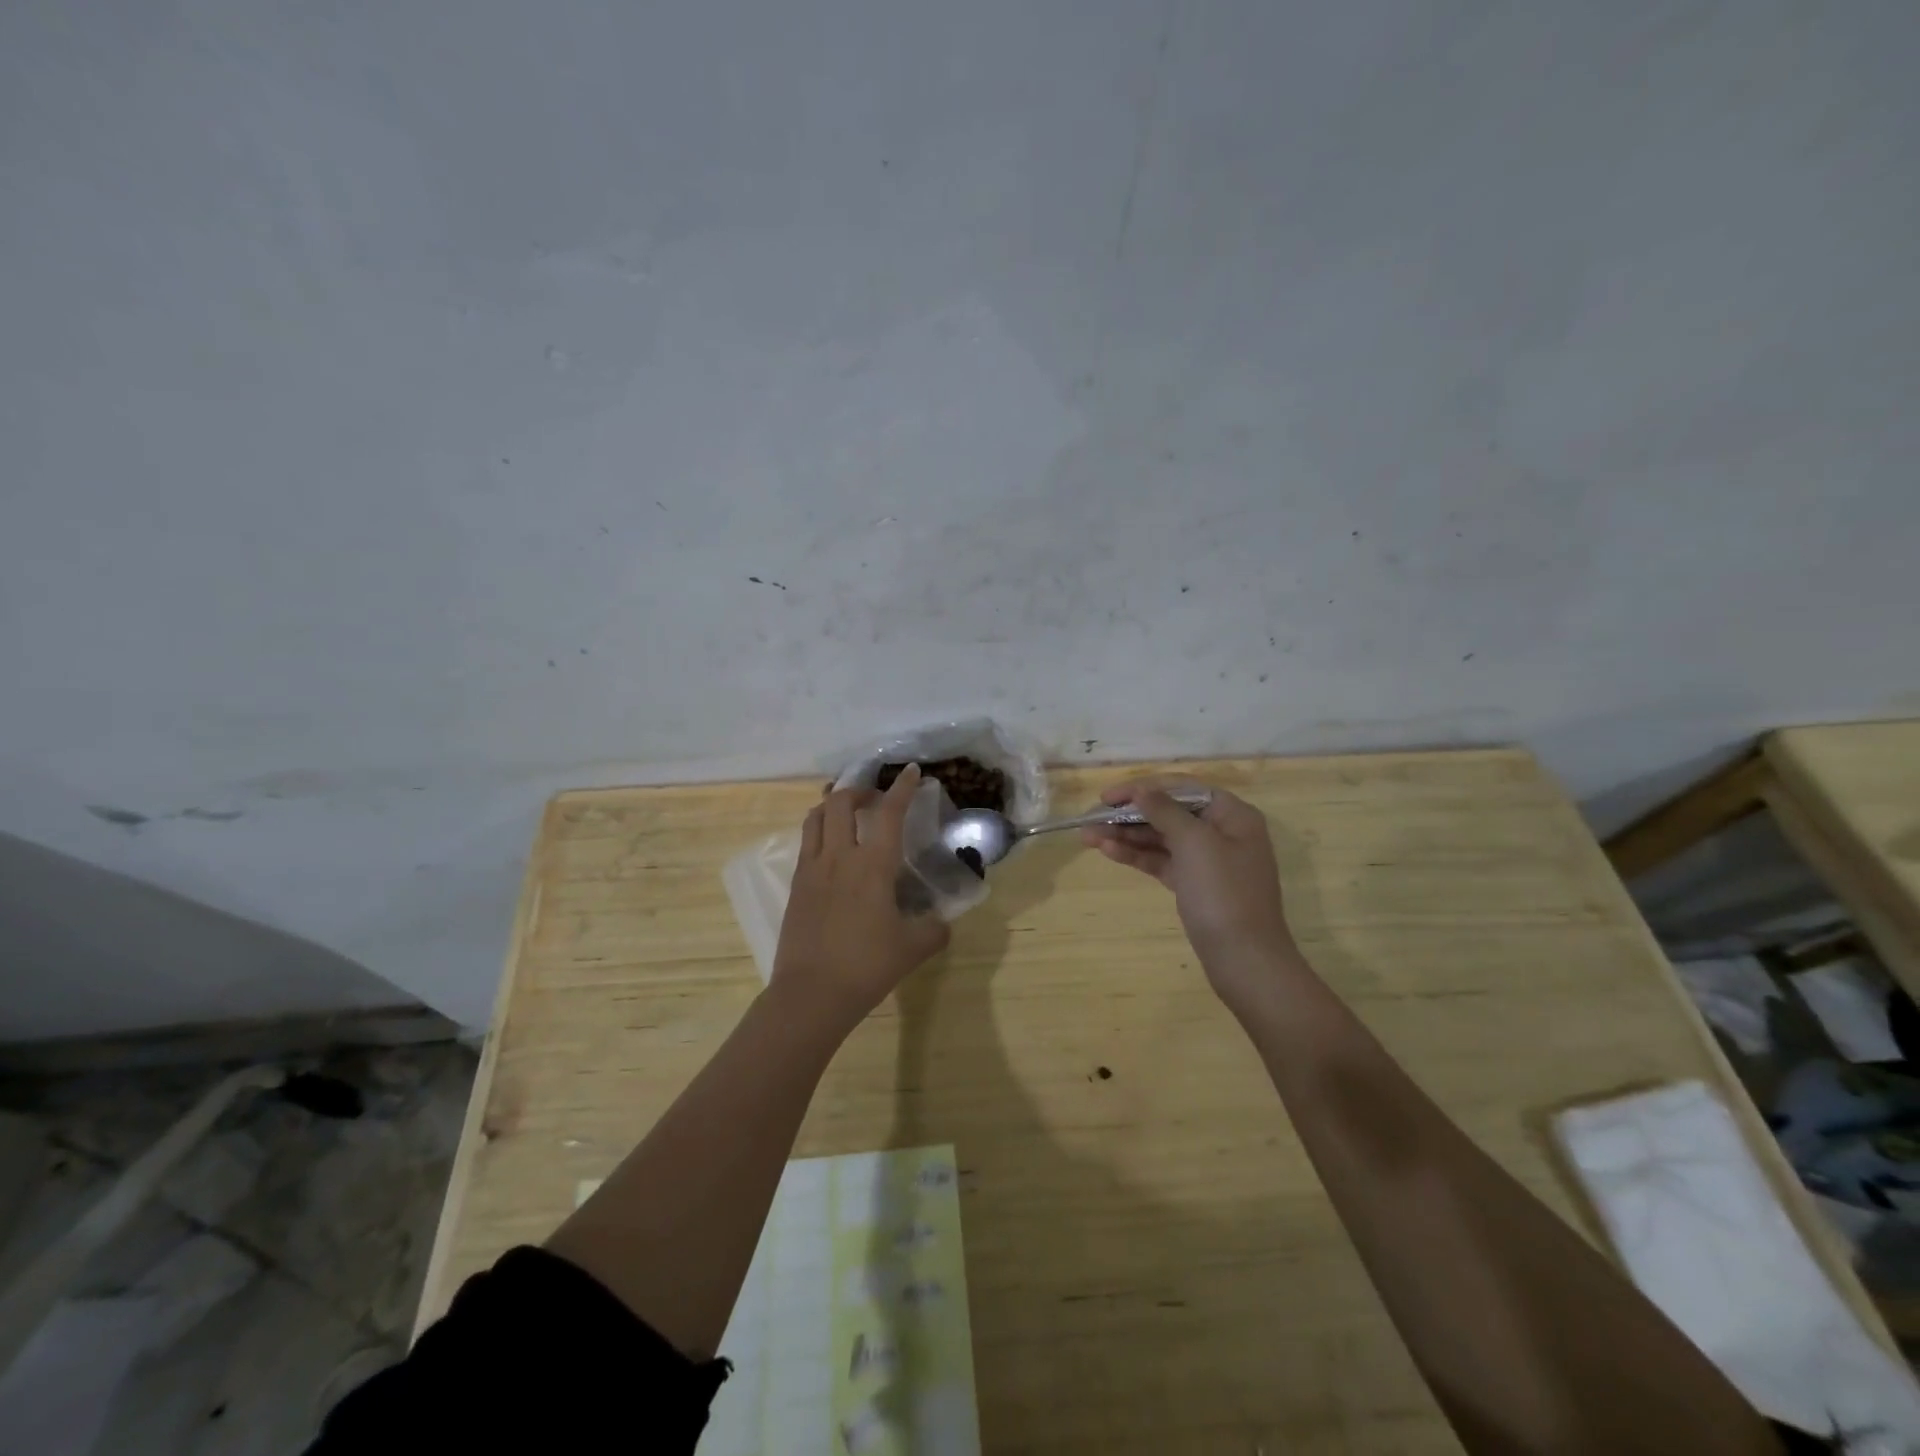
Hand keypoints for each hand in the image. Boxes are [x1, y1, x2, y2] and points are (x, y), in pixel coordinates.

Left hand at [773, 764, 950, 1029]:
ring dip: (834, 804)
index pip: (889, 813)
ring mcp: (812, 869)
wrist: (811, 994)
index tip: (911, 772)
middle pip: (841, 801)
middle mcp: (839, 856)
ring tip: (848, 811)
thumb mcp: (914, 948)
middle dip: (860, 789)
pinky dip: (820, 830)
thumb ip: (934, 928)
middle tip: (876, 798)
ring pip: (816, 816)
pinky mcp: (796, 885)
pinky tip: (832, 848)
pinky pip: (806, 842)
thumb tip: (941, 921)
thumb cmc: (867, 966)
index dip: (902, 788)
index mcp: (873, 865)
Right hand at [1082, 778, 1300, 1007]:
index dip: (1143, 788)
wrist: (1244, 959)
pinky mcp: (1193, 885)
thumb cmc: (1223, 893)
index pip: (1182, 788)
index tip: (1108, 797)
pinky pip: (1161, 861)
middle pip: (1169, 812)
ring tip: (1088, 837)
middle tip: (1091, 818)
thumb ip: (1165, 811)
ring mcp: (1207, 862)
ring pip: (1161, 838)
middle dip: (1129, 814)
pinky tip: (1108, 851)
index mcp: (1232, 815)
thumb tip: (1142, 790)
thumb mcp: (1195, 843)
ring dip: (1126, 835)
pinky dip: (1137, 856)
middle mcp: (1221, 832)